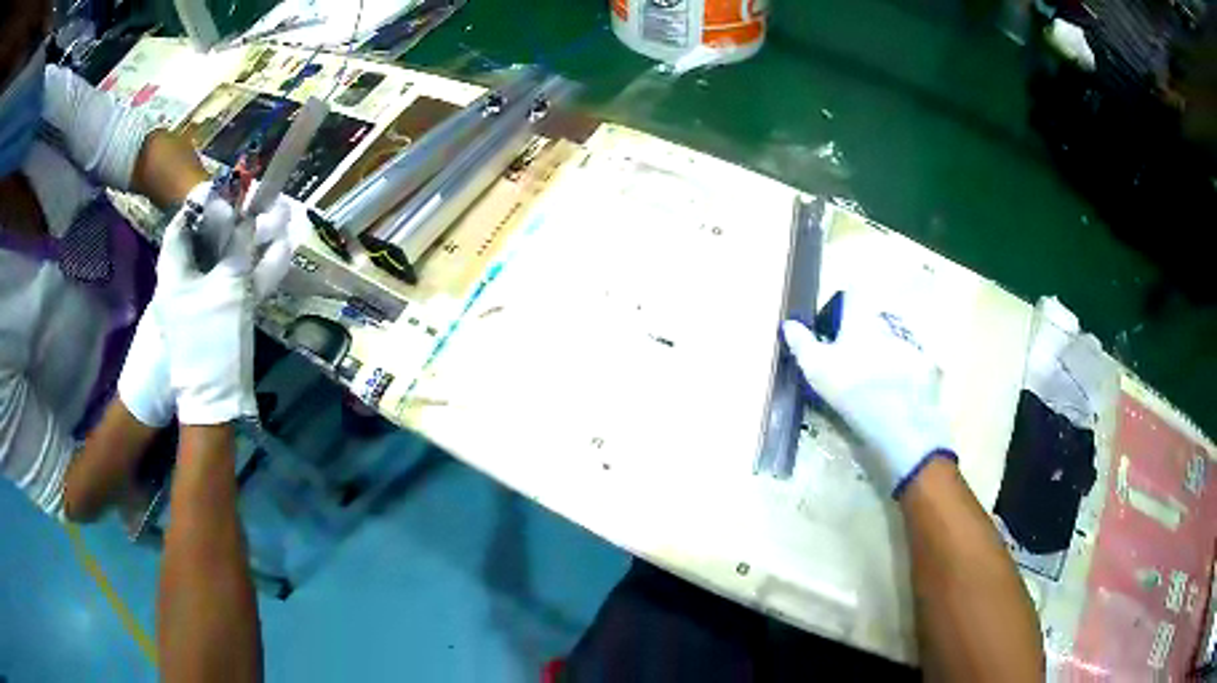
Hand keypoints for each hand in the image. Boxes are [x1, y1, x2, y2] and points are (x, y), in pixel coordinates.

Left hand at [118, 186, 304, 426]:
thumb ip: (237, 250)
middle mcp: (184, 281)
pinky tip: (279, 255)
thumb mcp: (226, 288)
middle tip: (257, 204)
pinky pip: (236, 283)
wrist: (215, 400)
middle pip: (207, 240)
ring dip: (250, 244)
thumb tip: (246, 218)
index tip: (228, 190)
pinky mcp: (219, 315)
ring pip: (225, 261)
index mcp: (174, 272)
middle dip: (234, 221)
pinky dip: (253, 270)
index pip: (183, 225)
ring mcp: (202, 300)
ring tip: (277, 222)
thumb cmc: (211, 340)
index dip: (203, 204)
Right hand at [781, 290, 954, 496]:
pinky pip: (915, 366)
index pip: (854, 292)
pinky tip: (896, 395)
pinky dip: (907, 376)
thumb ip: (802, 344)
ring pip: (895, 341)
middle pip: (875, 319)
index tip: (836, 316)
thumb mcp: (818, 369)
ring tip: (875, 379)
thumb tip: (788, 323)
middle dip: (865, 331)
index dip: (846, 299)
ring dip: (886, 353)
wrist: (899, 423)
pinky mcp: (928, 370)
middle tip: (852, 355)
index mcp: (861, 320)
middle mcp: (889, 325)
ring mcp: (912, 346)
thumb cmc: (853, 388)